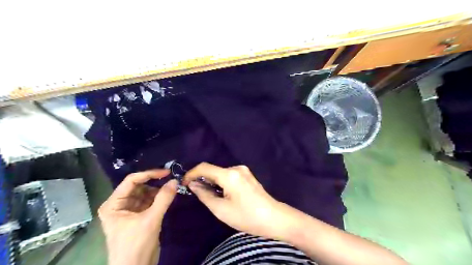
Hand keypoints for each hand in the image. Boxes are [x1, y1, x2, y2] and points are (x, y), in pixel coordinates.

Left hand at [99, 169, 177, 264]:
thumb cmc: (136, 244)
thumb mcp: (151, 219)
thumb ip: (164, 198)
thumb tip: (175, 180)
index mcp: (113, 204)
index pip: (131, 181)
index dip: (149, 174)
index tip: (166, 172)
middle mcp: (119, 205)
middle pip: (138, 186)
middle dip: (154, 182)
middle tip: (171, 179)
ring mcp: (128, 210)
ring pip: (144, 193)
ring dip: (157, 190)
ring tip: (171, 187)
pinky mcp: (138, 216)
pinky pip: (148, 201)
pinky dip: (158, 198)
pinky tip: (168, 196)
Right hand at [182, 161, 295, 239]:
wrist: (274, 218)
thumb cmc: (246, 216)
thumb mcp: (221, 209)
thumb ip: (204, 195)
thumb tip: (193, 185)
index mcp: (229, 174)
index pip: (204, 167)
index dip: (191, 174)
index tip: (183, 183)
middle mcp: (236, 168)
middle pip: (213, 170)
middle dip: (202, 180)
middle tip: (196, 194)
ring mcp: (244, 171)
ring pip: (221, 174)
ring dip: (212, 183)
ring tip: (210, 197)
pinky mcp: (247, 176)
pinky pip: (229, 176)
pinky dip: (221, 183)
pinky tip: (223, 195)